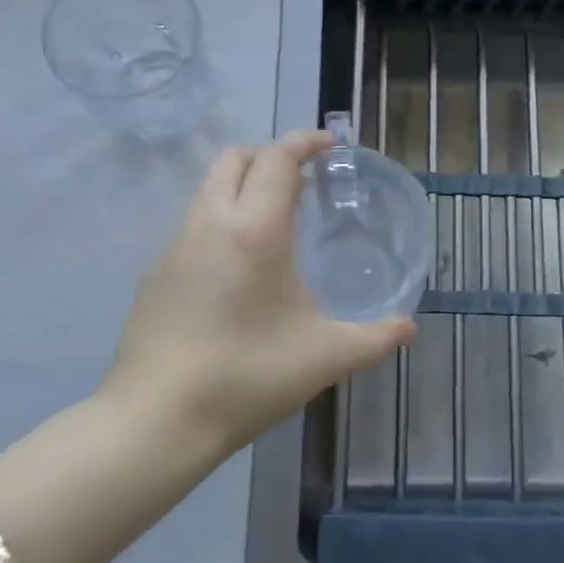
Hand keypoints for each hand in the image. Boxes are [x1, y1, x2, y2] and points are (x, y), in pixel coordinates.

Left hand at [101, 129, 413, 457]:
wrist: (154, 420)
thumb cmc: (247, 377)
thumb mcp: (325, 358)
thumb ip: (375, 338)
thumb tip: (409, 326)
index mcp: (254, 228)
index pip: (277, 158)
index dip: (304, 141)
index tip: (329, 144)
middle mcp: (210, 222)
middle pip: (235, 158)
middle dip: (270, 155)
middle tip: (303, 181)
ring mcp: (174, 246)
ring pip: (208, 188)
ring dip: (242, 185)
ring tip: (274, 220)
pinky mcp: (155, 273)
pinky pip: (192, 224)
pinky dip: (220, 219)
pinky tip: (237, 267)